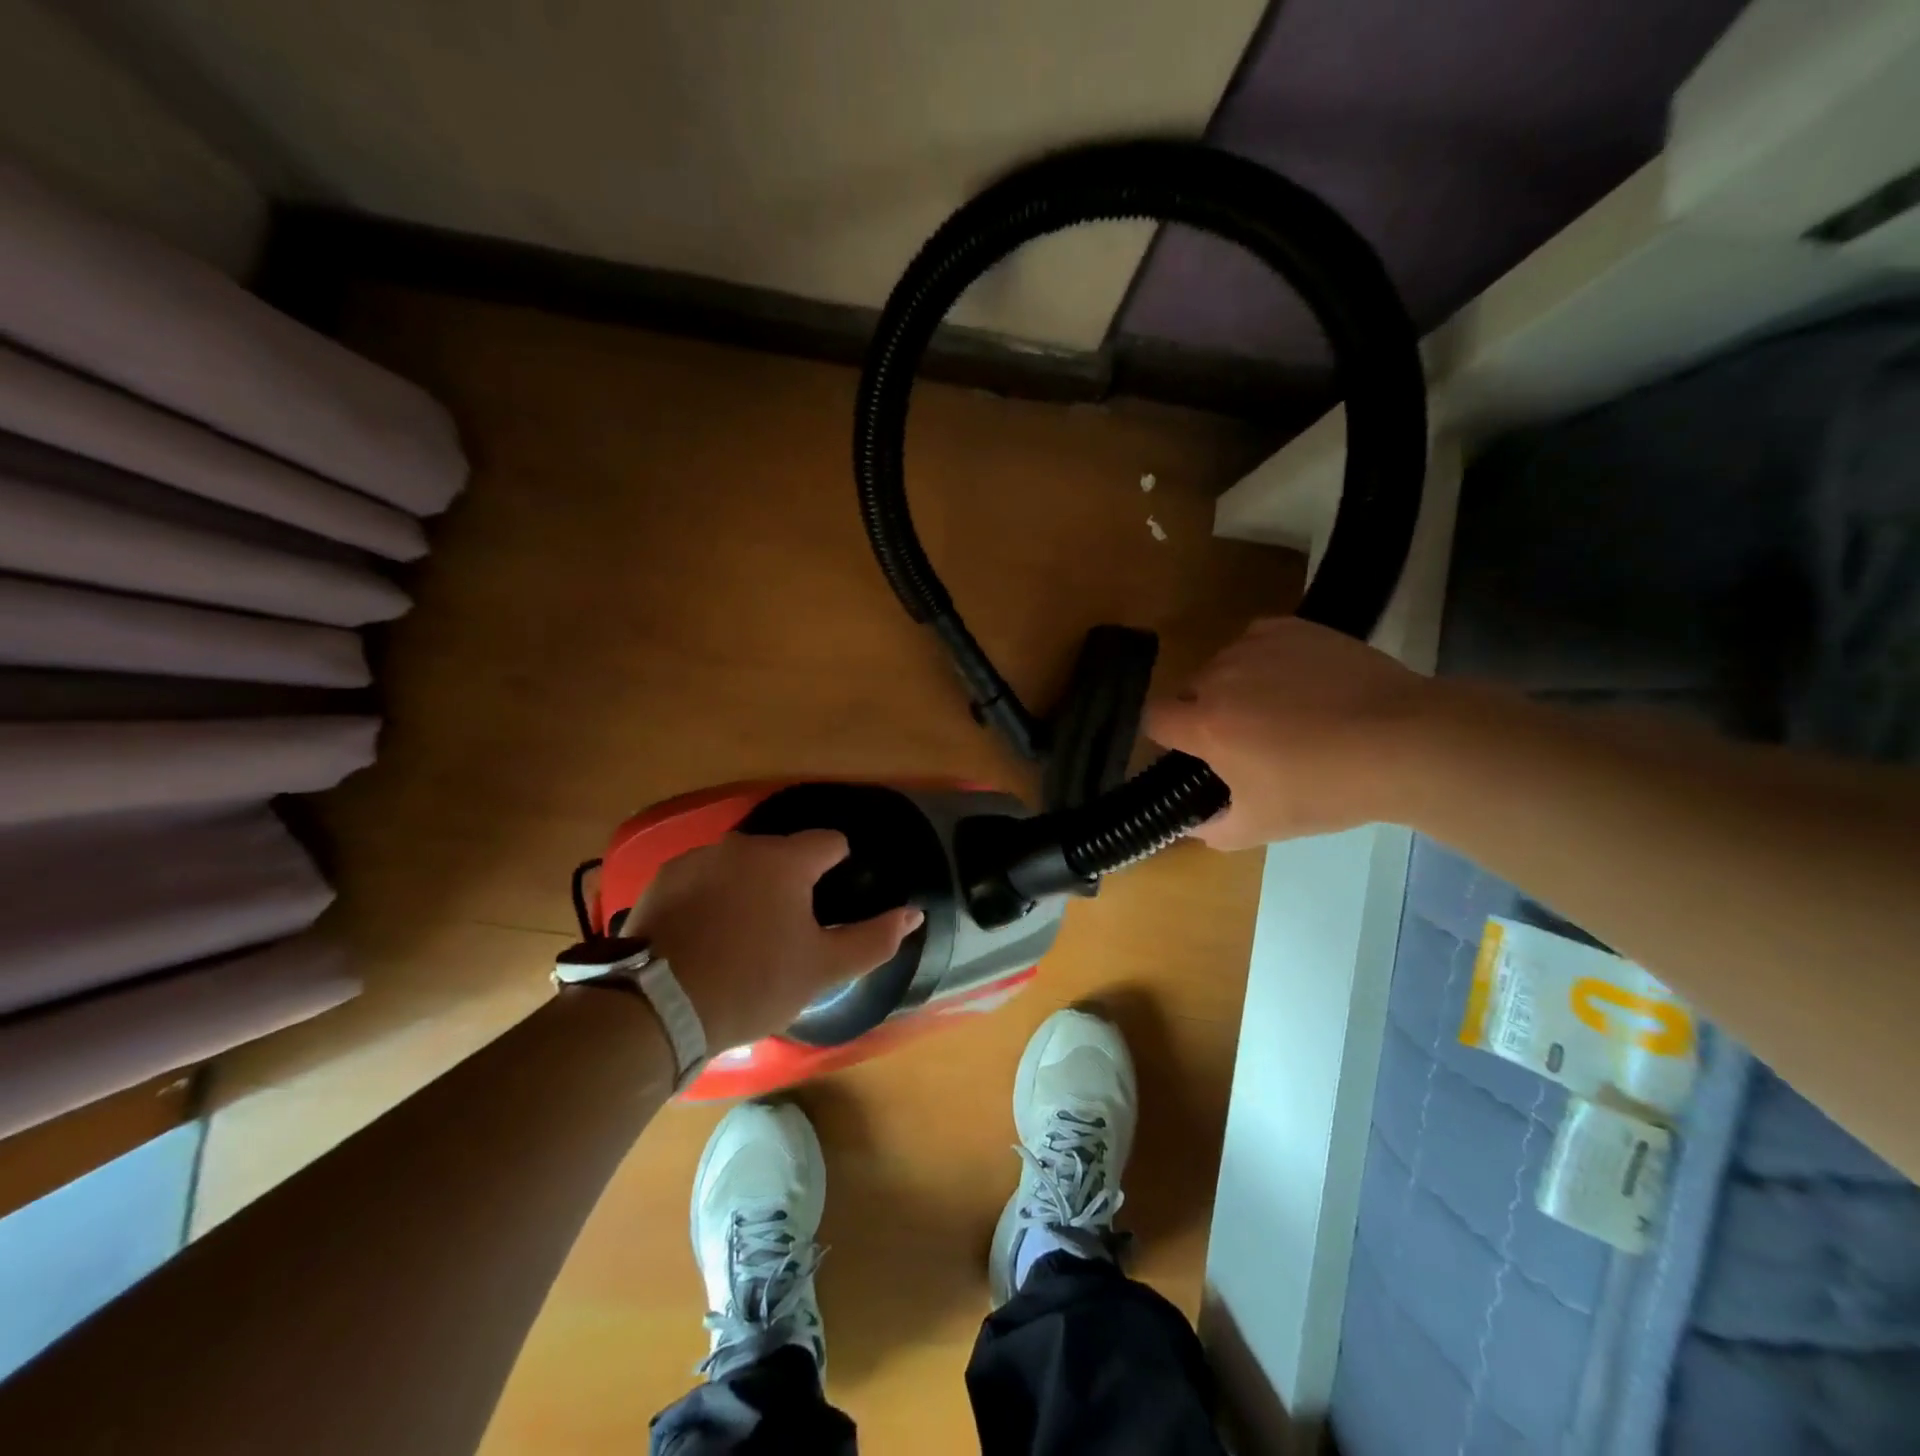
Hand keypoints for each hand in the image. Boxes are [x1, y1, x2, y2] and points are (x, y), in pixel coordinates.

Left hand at [623, 830, 923, 1050]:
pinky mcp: (663, 879)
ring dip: (750, 887)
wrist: (656, 1009)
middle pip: (783, 854)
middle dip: (792, 883)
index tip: (831, 906)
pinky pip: (703, 878)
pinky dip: (712, 897)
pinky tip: (705, 936)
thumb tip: (913, 913)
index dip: (840, 869)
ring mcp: (697, 858)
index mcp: (785, 859)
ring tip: (743, 936)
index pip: (830, 842)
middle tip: (787, 932)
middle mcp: (741, 845)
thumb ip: (874, 939)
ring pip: (741, 865)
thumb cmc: (752, 984)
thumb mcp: (822, 970)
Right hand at [1146, 617, 1434, 848]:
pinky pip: (1256, 641)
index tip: (1191, 751)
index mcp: (1205, 724)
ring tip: (1281, 709)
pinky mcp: (1291, 628)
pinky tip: (1297, 680)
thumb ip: (1212, 830)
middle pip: (1190, 691)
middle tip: (1247, 740)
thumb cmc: (1326, 789)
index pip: (1153, 717)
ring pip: (1224, 665)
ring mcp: (1256, 647)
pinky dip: (1264, 659)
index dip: (1166, 735)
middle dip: (1206, 713)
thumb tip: (1191, 824)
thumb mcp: (1263, 826)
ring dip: (1235, 686)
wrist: (1405, 741)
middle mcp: (1219, 677)